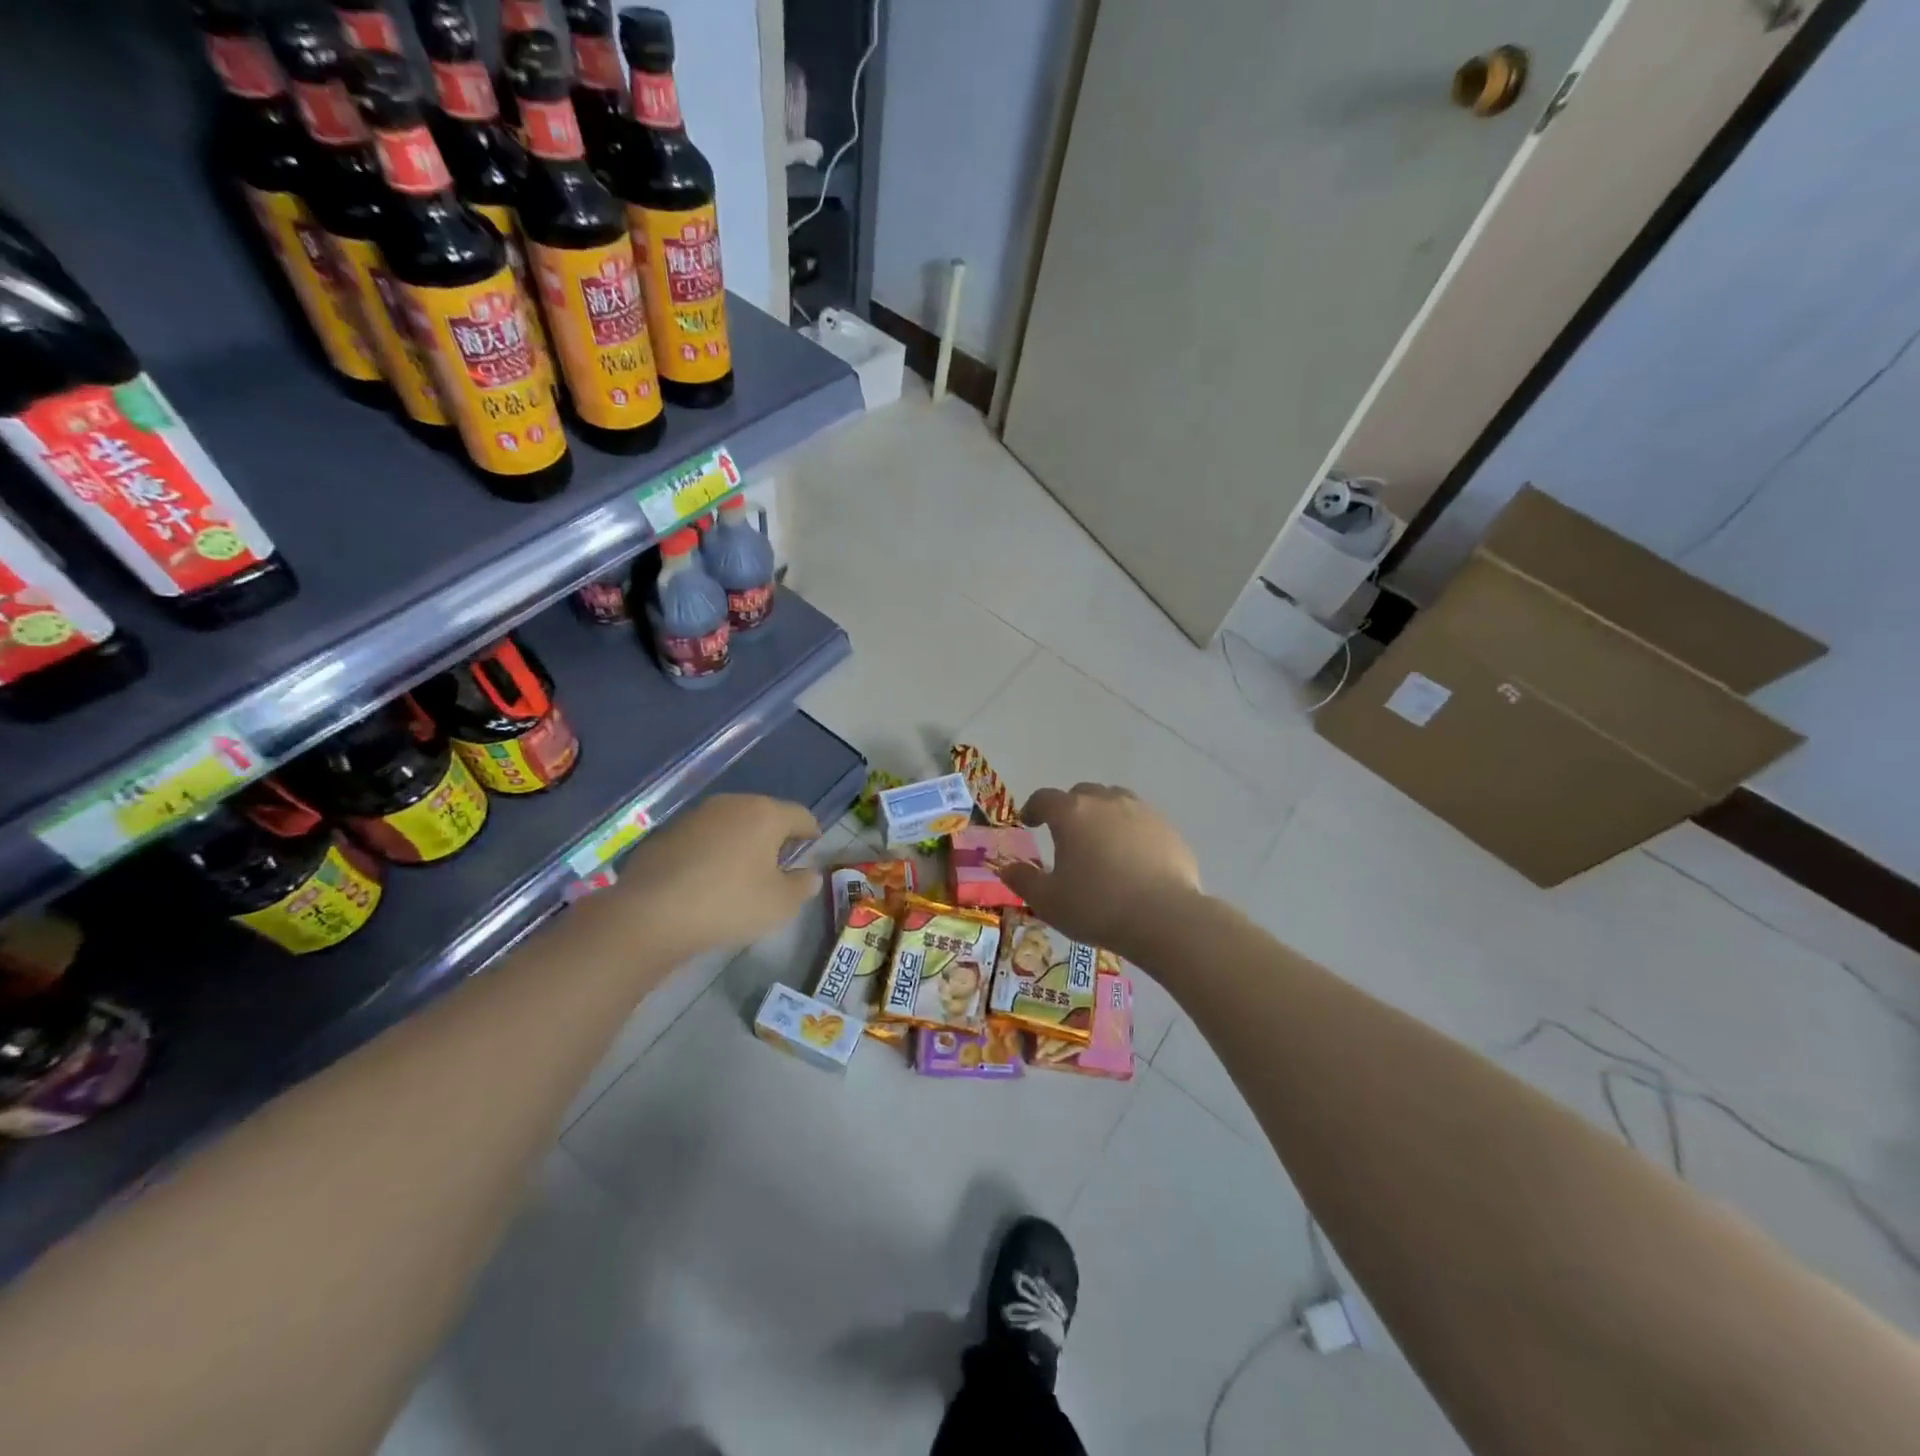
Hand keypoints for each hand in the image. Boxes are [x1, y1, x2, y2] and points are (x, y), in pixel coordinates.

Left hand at [615, 794, 821, 956]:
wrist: (650, 914)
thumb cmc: (728, 904)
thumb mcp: (780, 904)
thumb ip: (803, 886)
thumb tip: (810, 875)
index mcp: (765, 814)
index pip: (801, 815)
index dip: (811, 833)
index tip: (812, 850)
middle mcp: (732, 804)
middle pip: (764, 815)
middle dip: (775, 837)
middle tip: (778, 866)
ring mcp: (696, 815)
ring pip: (731, 824)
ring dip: (741, 843)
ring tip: (741, 874)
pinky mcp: (667, 832)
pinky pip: (703, 838)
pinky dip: (711, 852)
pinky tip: (706, 880)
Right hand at [996, 783, 1202, 953]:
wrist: (1164, 917)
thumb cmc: (1097, 907)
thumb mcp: (1048, 901)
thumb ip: (1024, 880)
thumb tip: (1006, 868)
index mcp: (1071, 813)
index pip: (1044, 798)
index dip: (1033, 808)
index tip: (1029, 821)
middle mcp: (1106, 802)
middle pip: (1082, 793)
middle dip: (1070, 809)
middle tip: (1066, 834)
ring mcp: (1141, 811)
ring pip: (1115, 801)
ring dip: (1103, 814)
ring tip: (1101, 841)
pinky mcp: (1168, 829)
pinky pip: (1142, 821)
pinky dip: (1131, 831)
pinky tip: (1133, 857)